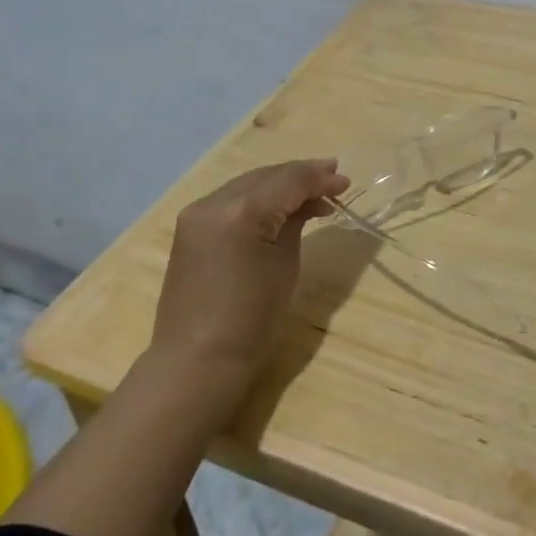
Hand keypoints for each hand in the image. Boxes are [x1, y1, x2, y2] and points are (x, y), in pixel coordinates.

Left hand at [150, 159, 349, 383]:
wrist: (198, 359)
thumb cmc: (252, 319)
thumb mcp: (285, 264)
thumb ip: (296, 222)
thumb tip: (310, 201)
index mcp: (240, 212)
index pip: (288, 181)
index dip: (319, 178)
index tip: (345, 181)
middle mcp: (213, 202)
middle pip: (266, 176)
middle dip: (301, 176)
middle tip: (333, 180)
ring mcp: (197, 213)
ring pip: (248, 185)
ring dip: (279, 185)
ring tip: (312, 193)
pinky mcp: (190, 227)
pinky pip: (231, 200)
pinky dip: (258, 199)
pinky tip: (279, 206)